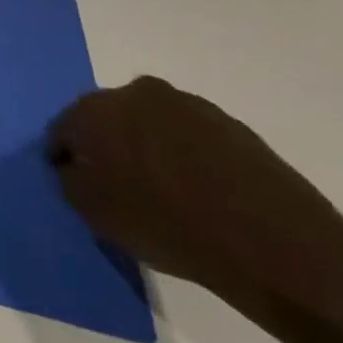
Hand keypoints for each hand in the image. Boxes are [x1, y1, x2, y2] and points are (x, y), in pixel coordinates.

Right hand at [48, 76, 342, 322]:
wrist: (280, 248)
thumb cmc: (170, 226)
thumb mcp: (96, 213)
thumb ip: (70, 181)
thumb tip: (73, 168)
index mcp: (96, 111)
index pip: (62, 130)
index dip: (62, 157)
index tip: (72, 182)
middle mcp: (137, 94)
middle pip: (105, 118)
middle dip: (104, 144)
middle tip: (113, 182)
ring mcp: (190, 105)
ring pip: (149, 124)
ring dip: (145, 147)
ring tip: (159, 189)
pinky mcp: (232, 125)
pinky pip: (189, 137)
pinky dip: (183, 156)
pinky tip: (195, 190)